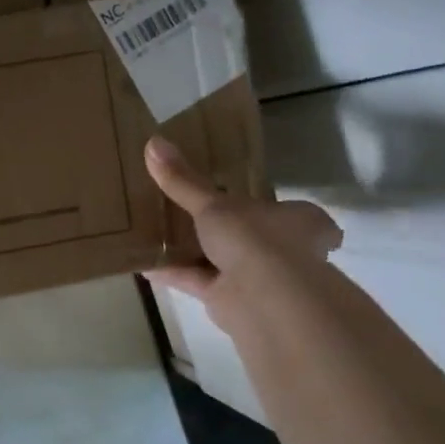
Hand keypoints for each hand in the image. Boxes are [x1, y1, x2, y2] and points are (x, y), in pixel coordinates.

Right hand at [143, 136, 341, 332]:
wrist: (262, 297)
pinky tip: (146, 264)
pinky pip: (199, 281)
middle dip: (226, 231)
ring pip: (223, 261)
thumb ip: (183, 180)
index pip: (294, 212)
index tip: (246, 200)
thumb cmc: (253, 237)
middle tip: (192, 215)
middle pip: (254, 237)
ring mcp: (261, 279)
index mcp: (297, 220)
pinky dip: (175, 273)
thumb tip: (153, 142)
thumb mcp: (213, 203)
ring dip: (195, 253)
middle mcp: (286, 250)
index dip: (272, 207)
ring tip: (160, 236)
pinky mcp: (232, 301)